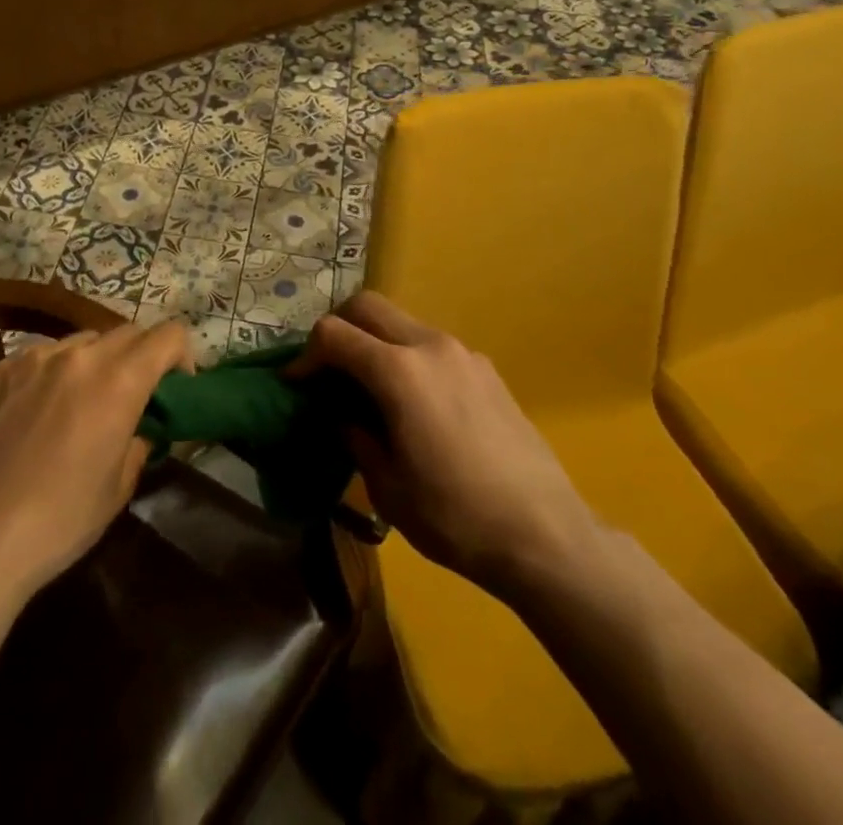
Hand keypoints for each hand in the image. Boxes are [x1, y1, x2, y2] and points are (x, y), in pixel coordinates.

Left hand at [0, 321, 190, 605]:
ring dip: (96, 361)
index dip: (181, 355)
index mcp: (119, 381)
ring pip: (83, 341)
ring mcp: (36, 358)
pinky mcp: (2, 369)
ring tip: (82, 401)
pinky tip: (40, 409)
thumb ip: (140, 438)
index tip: (175, 386)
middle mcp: (80, 356)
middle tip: (132, 395)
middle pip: (127, 332)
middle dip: (140, 357)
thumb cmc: (62, 519)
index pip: (168, 336)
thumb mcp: (121, 484)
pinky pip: (43, 355)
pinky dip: (54, 372)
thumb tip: (142, 423)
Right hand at [299, 292, 603, 599]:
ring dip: (376, 343)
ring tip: (371, 391)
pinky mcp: (487, 370)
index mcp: (398, 371)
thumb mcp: (388, 486)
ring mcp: (463, 353)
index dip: (306, 355)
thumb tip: (341, 415)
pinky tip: (417, 405)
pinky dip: (409, 358)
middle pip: (368, 306)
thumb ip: (355, 436)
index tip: (296, 383)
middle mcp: (429, 346)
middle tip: (329, 371)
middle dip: (339, 329)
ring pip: (403, 323)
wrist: (546, 536)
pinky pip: (433, 346)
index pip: (334, 334)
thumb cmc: (455, 516)